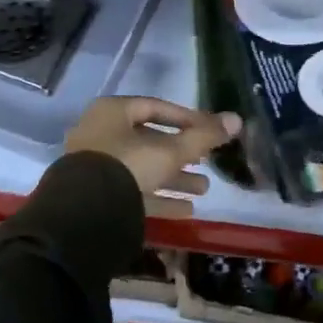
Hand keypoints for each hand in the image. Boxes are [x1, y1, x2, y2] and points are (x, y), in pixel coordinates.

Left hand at [65, 97, 240, 199]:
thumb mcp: (170, 151)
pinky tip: (187, 211)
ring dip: (174, 179)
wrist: (85, 215)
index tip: (210, 130)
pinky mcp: (97, 196)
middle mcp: (101, 134)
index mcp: (112, 112)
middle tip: (208, 162)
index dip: (187, 118)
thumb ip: (204, 136)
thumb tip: (236, 119)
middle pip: (150, 141)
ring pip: (143, 169)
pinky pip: (133, 192)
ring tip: (205, 189)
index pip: (156, 107)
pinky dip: (159, 199)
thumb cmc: (128, 166)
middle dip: (183, 154)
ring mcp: (96, 167)